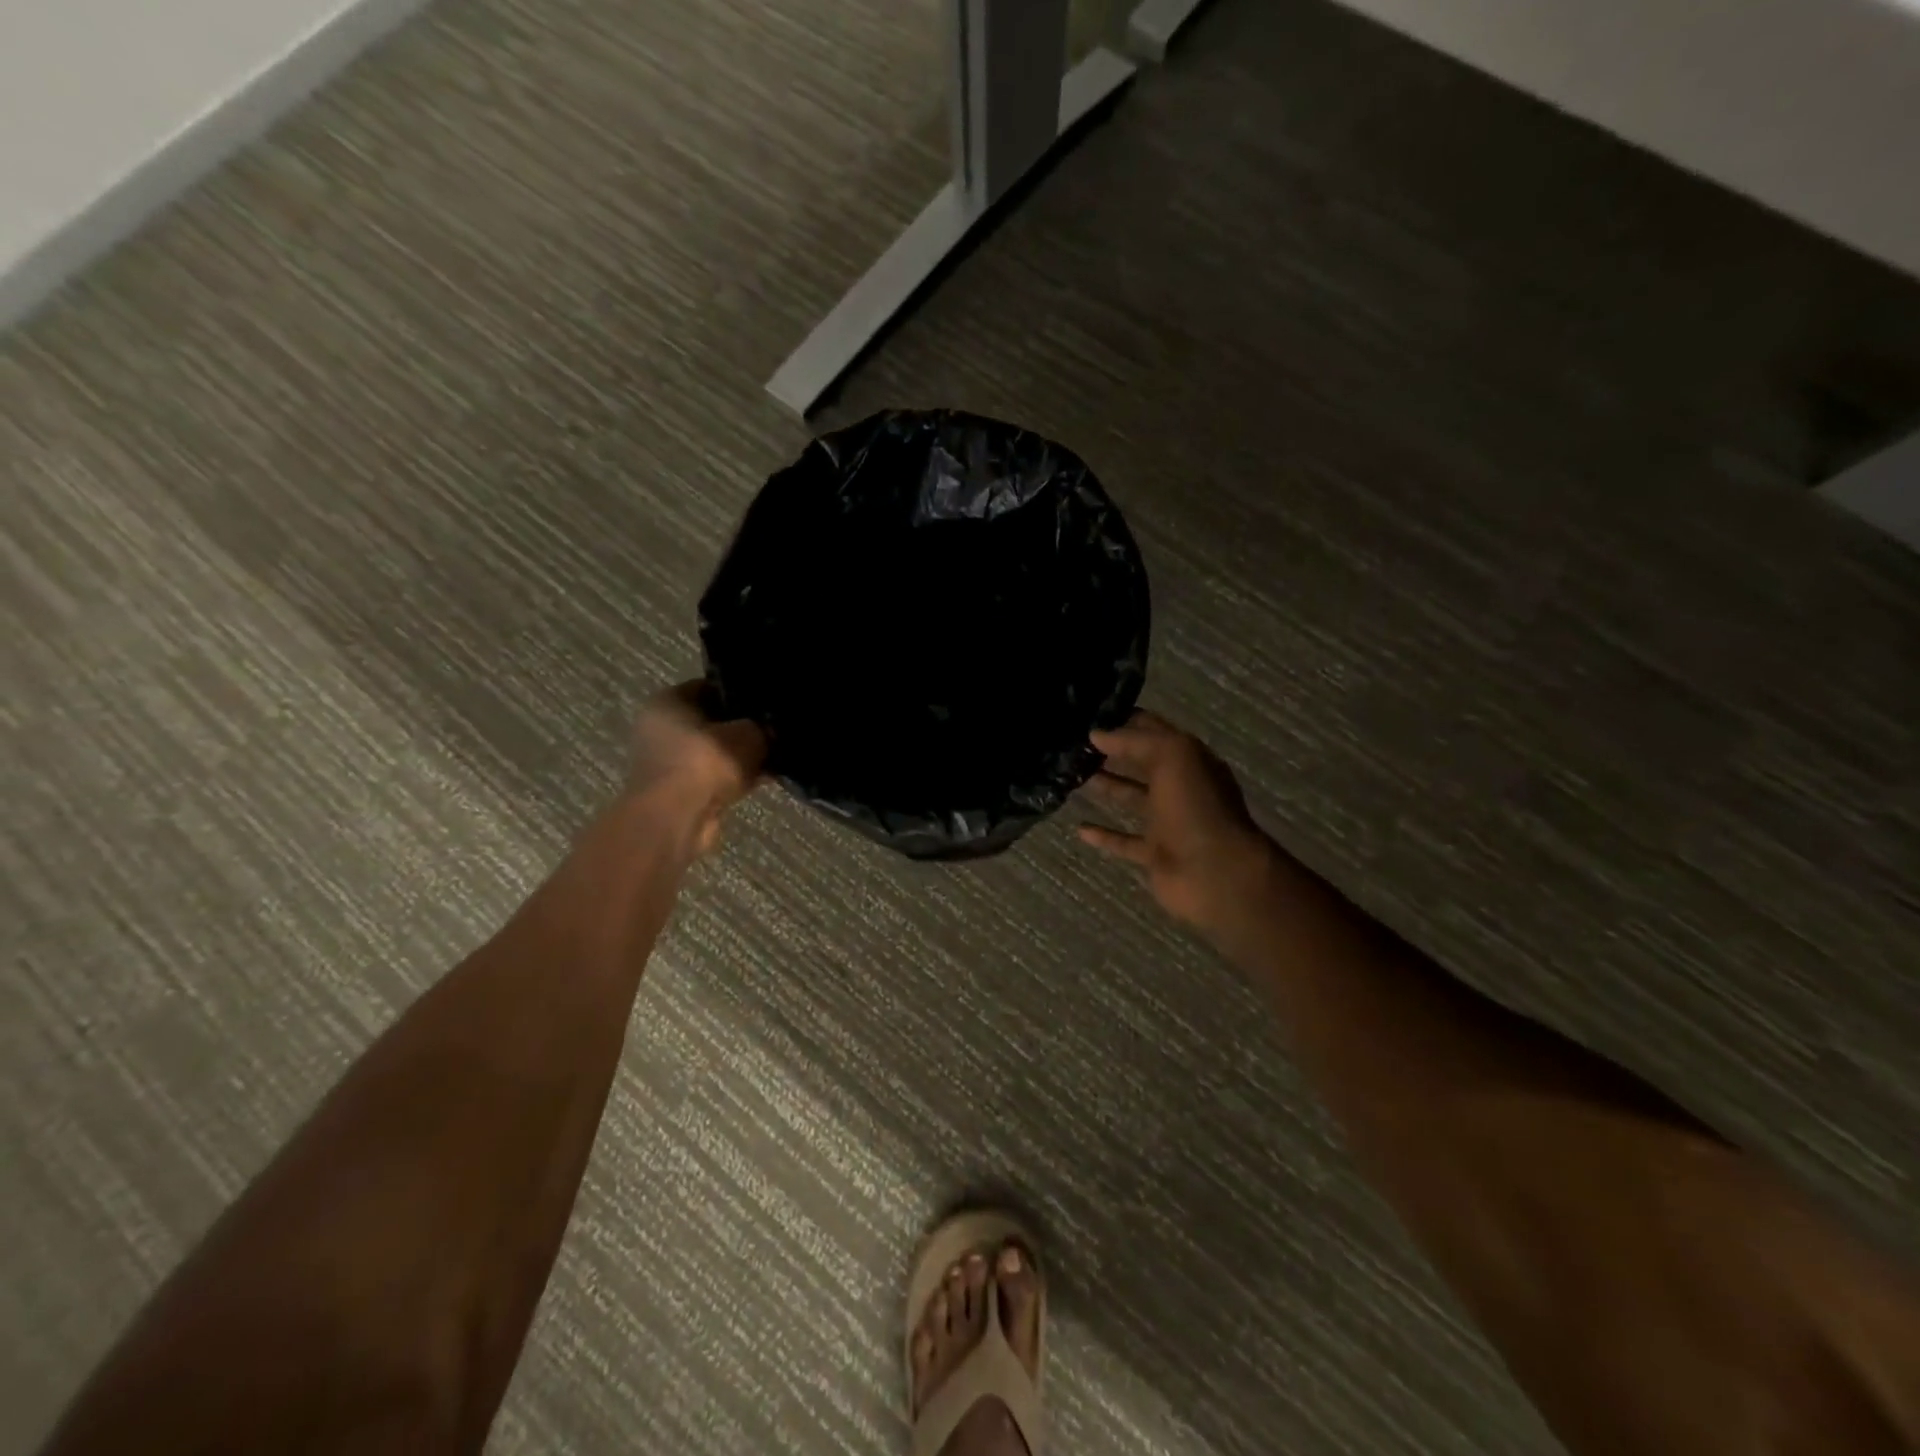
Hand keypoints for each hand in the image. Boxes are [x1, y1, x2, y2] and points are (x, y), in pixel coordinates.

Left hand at [629, 682, 767, 856]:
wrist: (678, 818)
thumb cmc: (706, 760)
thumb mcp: (749, 733)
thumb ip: (764, 727)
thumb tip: (774, 730)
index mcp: (668, 701)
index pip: (710, 686)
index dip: (741, 692)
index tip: (768, 701)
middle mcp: (661, 729)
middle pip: (713, 722)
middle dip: (744, 728)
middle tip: (776, 729)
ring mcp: (669, 764)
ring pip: (717, 753)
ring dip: (743, 757)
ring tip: (777, 755)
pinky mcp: (680, 793)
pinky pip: (717, 778)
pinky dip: (738, 778)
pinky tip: (768, 778)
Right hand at [1078, 711, 1273, 932]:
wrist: (1214, 873)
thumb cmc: (1195, 806)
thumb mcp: (1172, 756)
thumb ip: (1134, 741)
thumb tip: (1096, 734)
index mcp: (1190, 759)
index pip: (1155, 730)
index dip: (1125, 720)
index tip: (1089, 715)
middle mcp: (1181, 787)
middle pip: (1142, 762)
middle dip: (1112, 751)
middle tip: (1073, 744)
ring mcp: (1169, 822)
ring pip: (1132, 797)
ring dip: (1107, 786)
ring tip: (1071, 775)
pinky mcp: (1156, 853)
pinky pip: (1125, 841)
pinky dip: (1104, 835)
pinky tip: (1079, 828)